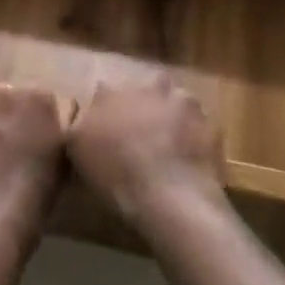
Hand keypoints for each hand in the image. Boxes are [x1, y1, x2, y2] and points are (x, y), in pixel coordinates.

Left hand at [0, 83, 69, 237]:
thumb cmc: (35, 195)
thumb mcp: (64, 160)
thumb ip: (63, 129)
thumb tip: (60, 117)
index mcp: (41, 99)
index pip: (43, 97)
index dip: (40, 117)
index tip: (39, 135)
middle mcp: (9, 90)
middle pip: (13, 92)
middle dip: (14, 111)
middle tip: (13, 138)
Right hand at [68, 74, 223, 229]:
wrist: (169, 198)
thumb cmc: (117, 175)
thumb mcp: (77, 151)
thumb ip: (76, 123)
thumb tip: (79, 112)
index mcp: (111, 92)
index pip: (104, 90)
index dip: (106, 109)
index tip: (107, 127)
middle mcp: (146, 86)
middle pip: (143, 88)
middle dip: (143, 103)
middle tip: (142, 131)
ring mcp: (180, 101)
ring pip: (174, 100)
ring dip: (171, 114)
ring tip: (169, 143)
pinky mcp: (208, 122)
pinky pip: (198, 124)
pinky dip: (194, 134)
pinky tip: (189, 155)